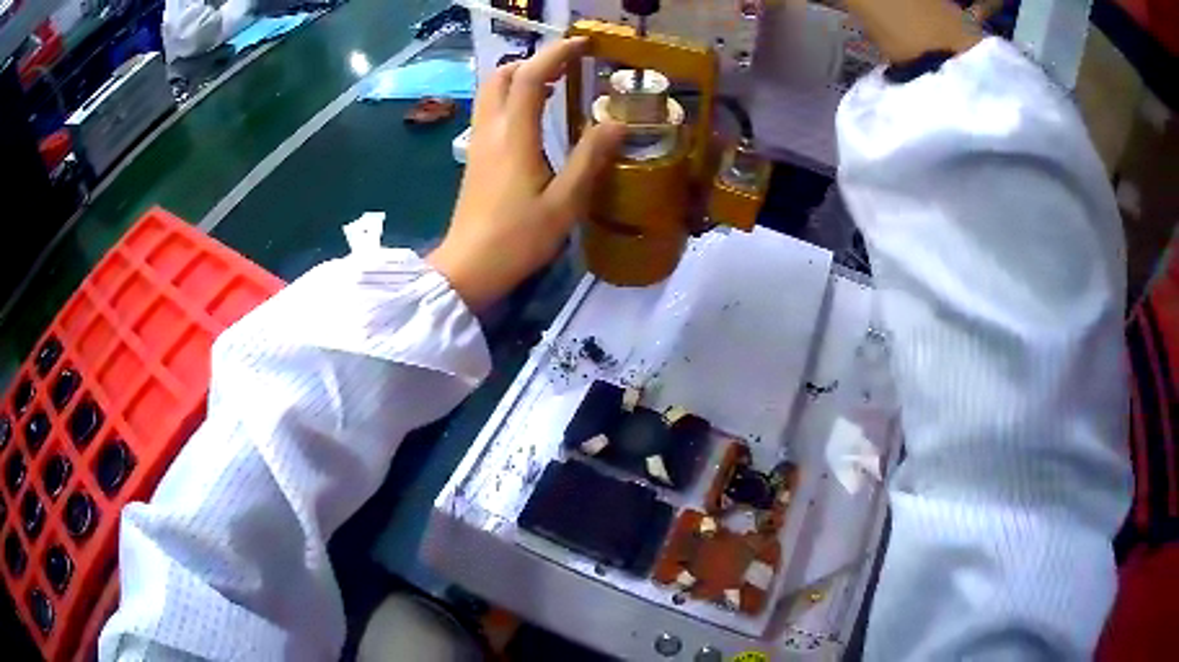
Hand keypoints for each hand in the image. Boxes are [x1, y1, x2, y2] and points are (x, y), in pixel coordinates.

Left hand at [428, 37, 625, 308]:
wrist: (469, 267)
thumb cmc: (518, 238)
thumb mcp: (565, 203)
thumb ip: (590, 159)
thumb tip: (617, 124)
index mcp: (514, 136)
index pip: (531, 77)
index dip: (556, 54)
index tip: (583, 45)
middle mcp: (491, 130)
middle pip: (503, 75)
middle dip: (534, 61)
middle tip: (567, 67)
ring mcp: (478, 143)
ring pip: (492, 91)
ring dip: (520, 78)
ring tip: (555, 86)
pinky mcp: (475, 157)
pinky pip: (490, 110)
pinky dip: (512, 98)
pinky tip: (534, 116)